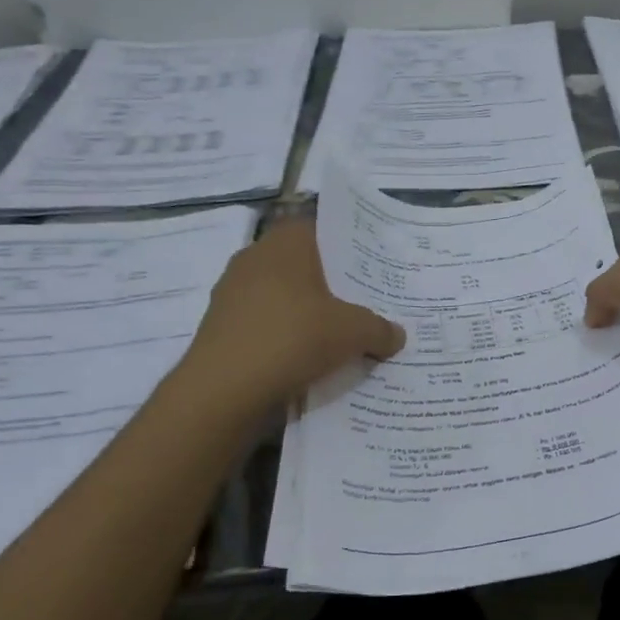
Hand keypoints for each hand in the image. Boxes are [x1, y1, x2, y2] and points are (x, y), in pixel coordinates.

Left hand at [184, 220, 403, 400]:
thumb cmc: (292, 338)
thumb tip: (397, 334)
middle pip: (303, 265)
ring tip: (342, 334)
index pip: (320, 229)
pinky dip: (286, 338)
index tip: (371, 265)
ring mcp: (232, 295)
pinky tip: (309, 359)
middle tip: (366, 302)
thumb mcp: (354, 332)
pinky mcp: (222, 329)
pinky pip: (266, 326)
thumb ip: (380, 329)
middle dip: (332, 284)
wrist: (223, 391)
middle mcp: (254, 259)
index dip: (347, 245)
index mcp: (286, 243)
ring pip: (283, 297)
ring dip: (307, 314)